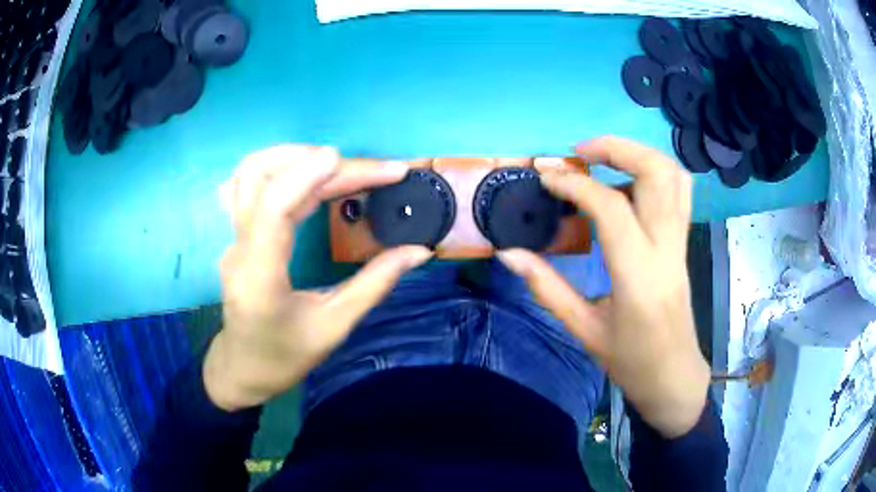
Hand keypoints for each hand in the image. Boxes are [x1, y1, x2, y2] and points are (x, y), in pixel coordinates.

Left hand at [205, 145, 432, 411]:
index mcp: (259, 278)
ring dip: (296, 157)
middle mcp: (238, 249)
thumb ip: (375, 284)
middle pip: (263, 180)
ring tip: (342, 164)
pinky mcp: (238, 233)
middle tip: (373, 171)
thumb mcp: (334, 328)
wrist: (243, 367)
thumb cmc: (285, 357)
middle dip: (318, 163)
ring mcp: (233, 238)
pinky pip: (254, 186)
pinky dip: (287, 170)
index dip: (305, 176)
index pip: (273, 209)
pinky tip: (315, 176)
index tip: (344, 158)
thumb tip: (419, 251)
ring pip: (251, 174)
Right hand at [498, 137, 709, 437]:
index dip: (575, 184)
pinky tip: (627, 184)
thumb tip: (508, 254)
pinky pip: (678, 191)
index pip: (611, 208)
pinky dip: (654, 171)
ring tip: (603, 158)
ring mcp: (680, 242)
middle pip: (657, 173)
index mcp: (638, 275)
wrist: (674, 376)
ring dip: (638, 154)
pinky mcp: (683, 242)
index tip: (546, 178)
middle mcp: (666, 248)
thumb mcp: (583, 330)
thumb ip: (546, 288)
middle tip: (580, 152)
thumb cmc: (630, 361)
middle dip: (617, 148)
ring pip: (673, 175)